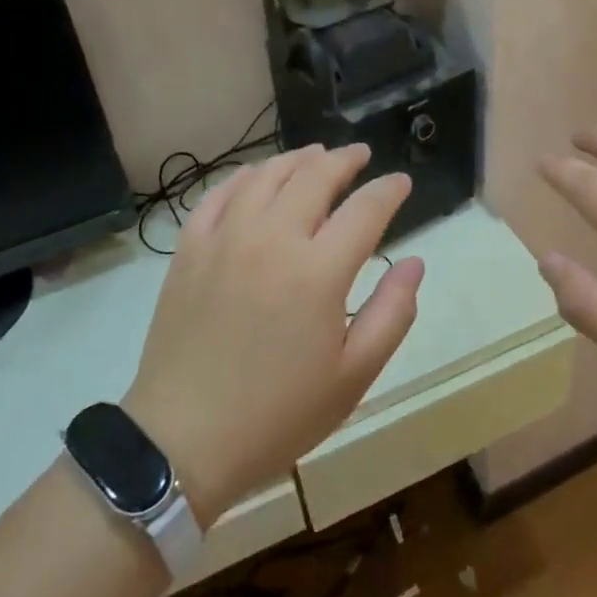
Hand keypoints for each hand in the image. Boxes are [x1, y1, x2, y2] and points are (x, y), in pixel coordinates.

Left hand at [123, 144, 423, 521]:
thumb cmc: (279, 414)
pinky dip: (244, 177)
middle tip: (360, 156)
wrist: (182, 440)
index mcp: (319, 271)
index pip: (365, 209)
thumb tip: (414, 263)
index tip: (402, 182)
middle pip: (315, 176)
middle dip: (345, 160)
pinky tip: (256, 177)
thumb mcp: (354, 375)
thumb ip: (392, 313)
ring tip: (315, 156)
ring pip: (266, 176)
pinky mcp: (189, 250)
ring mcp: (224, 239)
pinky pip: (218, 195)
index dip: (389, 190)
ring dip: (297, 159)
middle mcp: (273, 239)